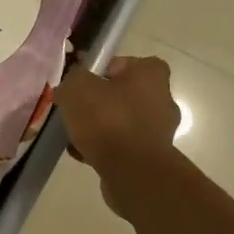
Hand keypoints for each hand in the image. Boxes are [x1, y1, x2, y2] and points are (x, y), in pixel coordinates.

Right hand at [55, 57, 180, 214]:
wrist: (132, 171)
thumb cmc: (108, 120)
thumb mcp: (77, 88)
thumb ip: (73, 79)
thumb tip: (71, 85)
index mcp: (151, 75)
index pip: (130, 63)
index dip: (106, 69)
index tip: (86, 83)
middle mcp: (162, 100)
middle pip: (125, 95)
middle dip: (101, 103)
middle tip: (77, 110)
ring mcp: (159, 131)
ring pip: (123, 122)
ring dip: (101, 128)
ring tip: (75, 136)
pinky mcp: (152, 157)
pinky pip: (123, 146)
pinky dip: (105, 149)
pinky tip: (83, 155)